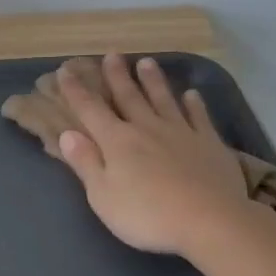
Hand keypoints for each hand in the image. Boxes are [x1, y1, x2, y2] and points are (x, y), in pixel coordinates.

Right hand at [54, 53, 250, 256]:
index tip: (65, 70)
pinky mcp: (209, 144)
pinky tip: (191, 95)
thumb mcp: (103, 196)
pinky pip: (199, 117)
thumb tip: (68, 133)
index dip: (76, 90)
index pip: (90, 110)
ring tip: (146, 62)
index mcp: (117, 142)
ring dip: (153, 81)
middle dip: (117, 76)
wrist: (210, 221)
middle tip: (112, 54)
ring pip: (163, 100)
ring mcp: (181, 133)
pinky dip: (194, 104)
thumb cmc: (147, 215)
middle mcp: (147, 128)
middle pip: (129, 97)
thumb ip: (85, 163)